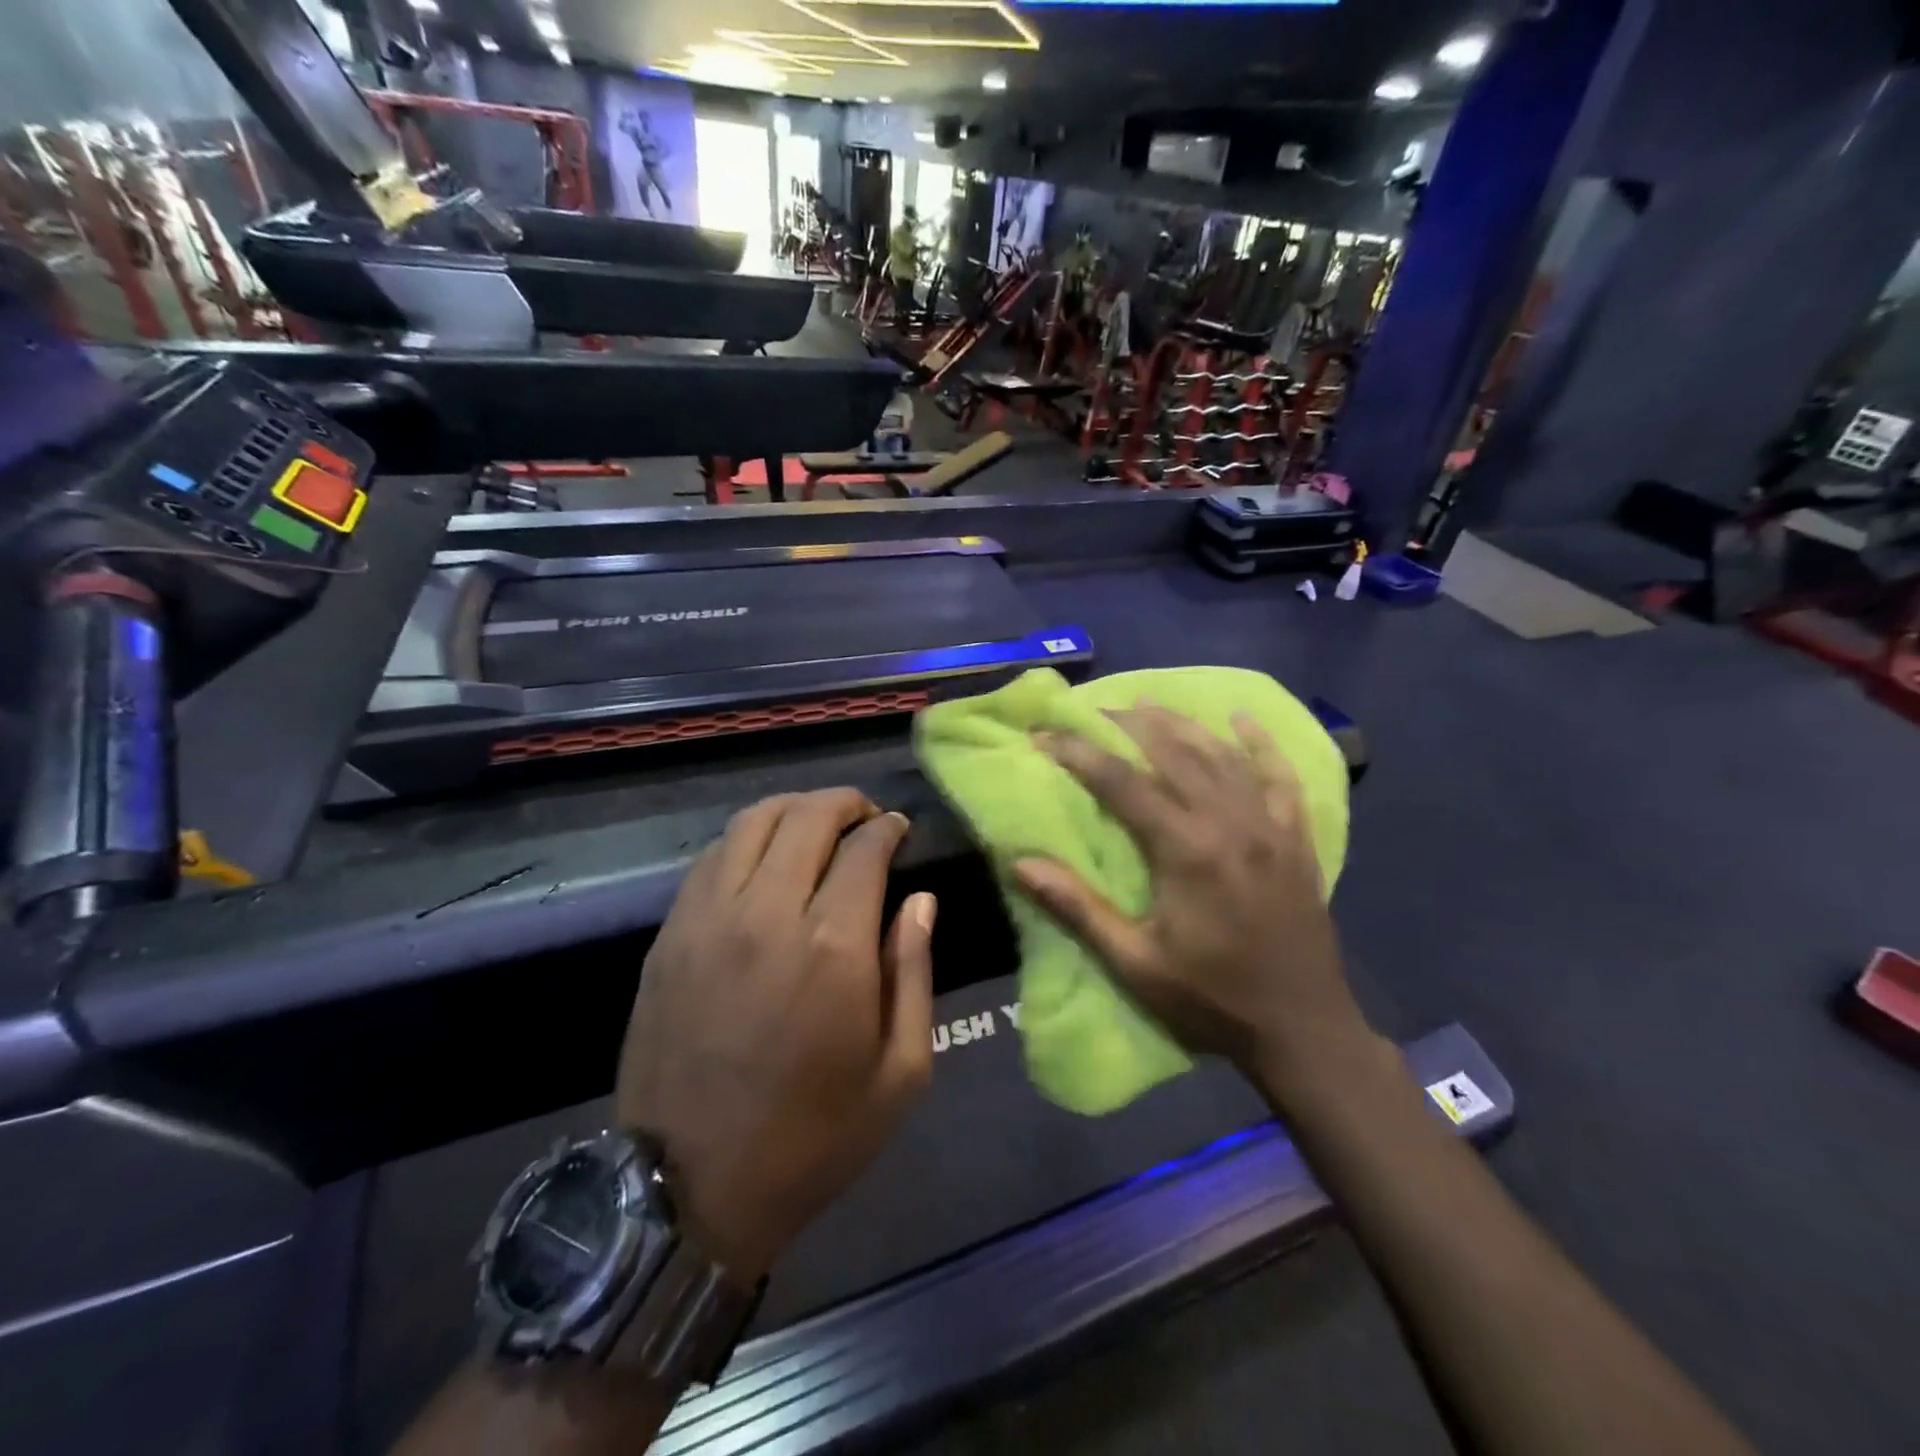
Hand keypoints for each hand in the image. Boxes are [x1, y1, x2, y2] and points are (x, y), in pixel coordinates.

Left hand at [615, 790, 935, 1285]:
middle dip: (844, 803)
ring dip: (792, 809)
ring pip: (751, 823)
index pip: (864, 848)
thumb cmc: (813, 1137)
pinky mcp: (669, 936)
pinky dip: (747, 839)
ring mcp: (708, 919)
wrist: (688, 1190)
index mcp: (833, 946)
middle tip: (865, 815)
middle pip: (806, 817)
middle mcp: (767, 913)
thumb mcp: (900, 1073)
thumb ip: (914, 973)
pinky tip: (764, 858)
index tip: (899, 829)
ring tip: (815, 824)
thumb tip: (920, 900)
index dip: (888, 827)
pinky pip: (711, 858)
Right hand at [1012, 708, 1372, 1092]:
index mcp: (1187, 852)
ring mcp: (1270, 827)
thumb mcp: (1135, 965)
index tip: (1044, 736)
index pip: (1123, 783)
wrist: (1304, 1030)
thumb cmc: (1211, 1000)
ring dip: (1182, 725)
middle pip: (1174, 754)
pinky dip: (1260, 744)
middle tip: (1092, 710)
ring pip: (1222, 756)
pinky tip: (1241, 720)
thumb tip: (1021, 864)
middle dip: (1128, 726)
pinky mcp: (1296, 839)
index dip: (1080, 754)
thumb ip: (1078, 909)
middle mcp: (1230, 823)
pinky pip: (1280, 777)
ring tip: (1148, 704)